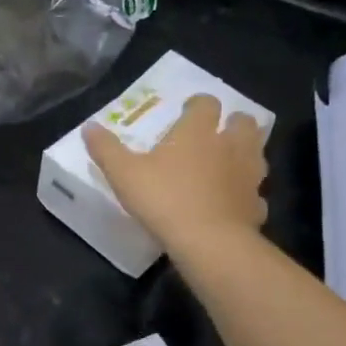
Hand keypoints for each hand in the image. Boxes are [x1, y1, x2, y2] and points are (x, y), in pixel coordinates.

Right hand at [83, 95, 266, 245]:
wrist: (208, 241)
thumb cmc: (164, 198)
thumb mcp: (123, 173)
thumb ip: (106, 148)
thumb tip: (88, 126)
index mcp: (198, 132)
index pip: (206, 104)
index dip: (198, 104)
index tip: (187, 110)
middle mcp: (230, 146)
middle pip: (244, 123)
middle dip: (233, 123)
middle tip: (216, 133)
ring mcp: (249, 176)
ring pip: (257, 154)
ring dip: (246, 154)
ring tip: (229, 164)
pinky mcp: (256, 206)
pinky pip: (255, 195)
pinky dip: (246, 195)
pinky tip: (232, 204)